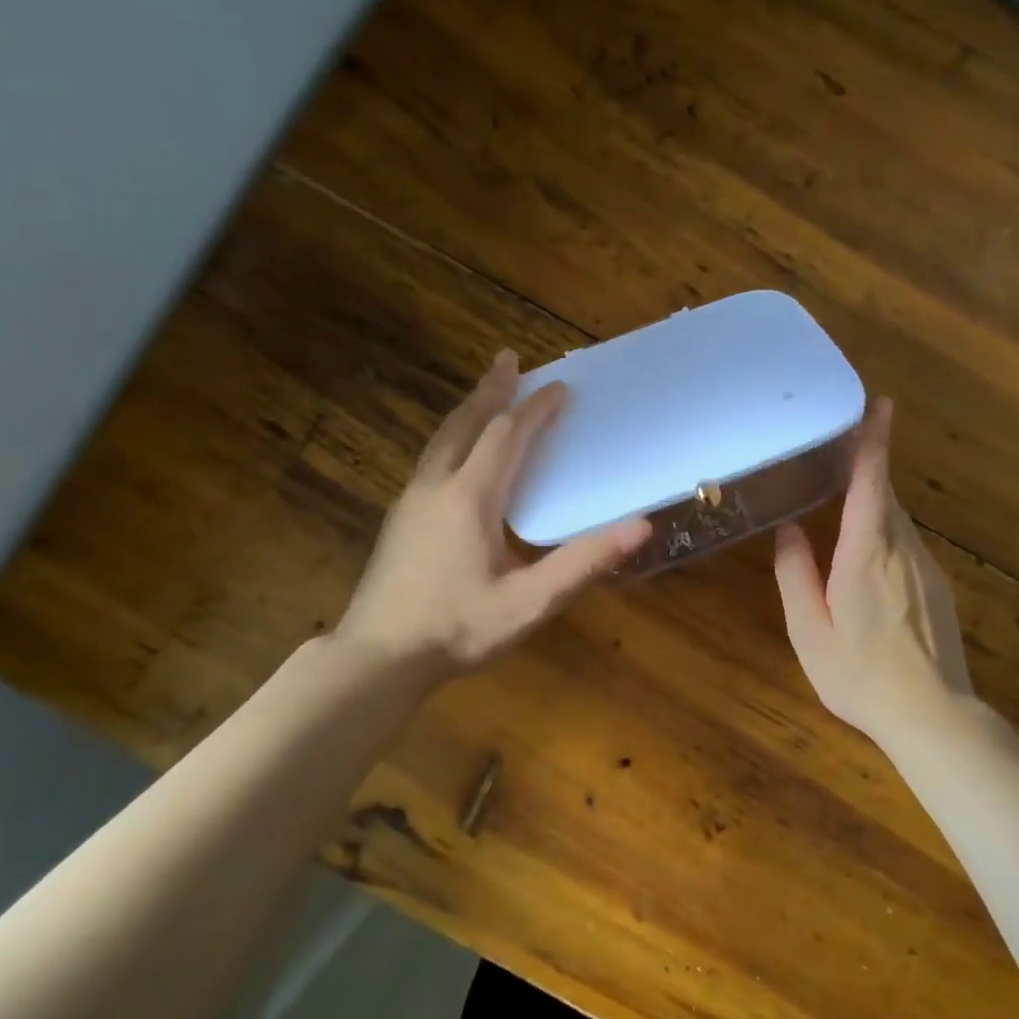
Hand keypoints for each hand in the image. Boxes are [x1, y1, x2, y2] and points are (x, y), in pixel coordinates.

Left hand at [335, 350, 650, 684]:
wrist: (377, 659)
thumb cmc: (457, 629)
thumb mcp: (530, 602)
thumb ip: (584, 563)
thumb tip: (641, 526)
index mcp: (470, 498)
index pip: (507, 437)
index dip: (535, 410)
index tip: (561, 388)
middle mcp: (436, 487)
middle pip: (466, 424)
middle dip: (491, 390)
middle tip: (509, 360)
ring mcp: (411, 502)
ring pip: (442, 440)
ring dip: (469, 411)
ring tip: (486, 394)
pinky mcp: (399, 520)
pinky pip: (432, 460)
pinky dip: (454, 439)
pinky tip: (458, 455)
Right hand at [774, 398, 973, 740]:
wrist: (932, 714)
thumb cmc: (860, 675)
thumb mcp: (809, 630)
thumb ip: (795, 574)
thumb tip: (788, 530)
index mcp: (866, 553)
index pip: (873, 482)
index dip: (875, 440)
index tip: (881, 404)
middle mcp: (901, 549)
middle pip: (886, 494)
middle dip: (867, 468)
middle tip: (837, 450)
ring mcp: (925, 567)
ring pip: (897, 519)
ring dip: (874, 501)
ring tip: (842, 500)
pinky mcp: (937, 585)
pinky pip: (906, 542)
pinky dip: (885, 530)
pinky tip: (865, 556)